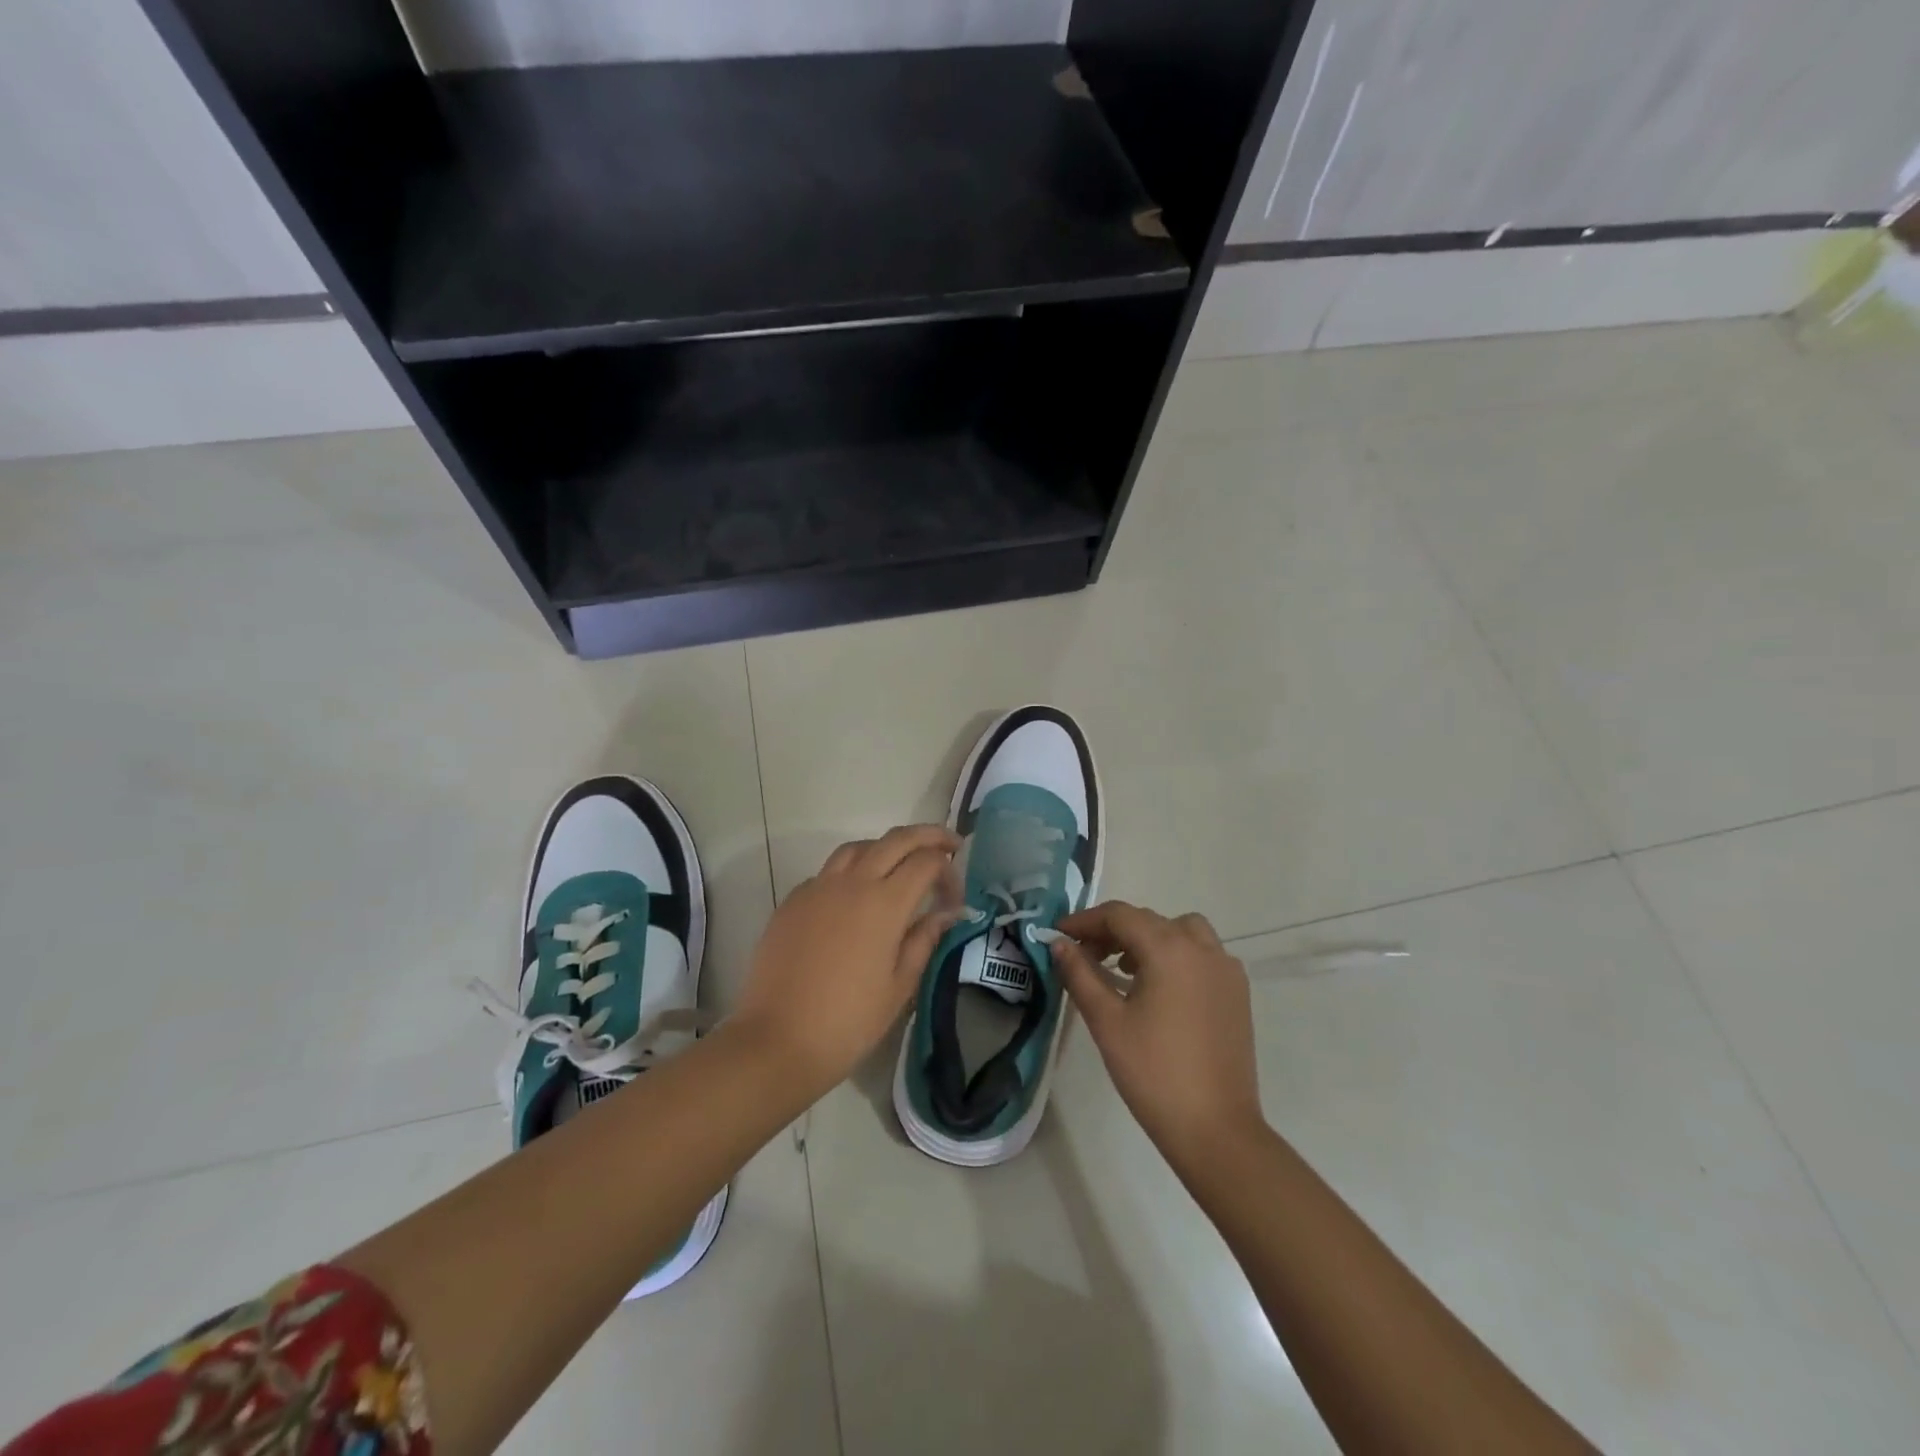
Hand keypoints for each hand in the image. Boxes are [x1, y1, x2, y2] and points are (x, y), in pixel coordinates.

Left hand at [734, 825, 960, 1098]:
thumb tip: (948, 913)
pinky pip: (828, 871)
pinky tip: (855, 898)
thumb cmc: (848, 1022)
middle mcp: (852, 883)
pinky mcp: (792, 901)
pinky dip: (851, 871)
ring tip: (900, 866)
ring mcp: (817, 888)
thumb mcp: (899, 986)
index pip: (926, 862)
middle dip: (928, 836)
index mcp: (884, 903)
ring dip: (886, 847)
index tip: (955, 899)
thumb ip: (925, 940)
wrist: (776, 1041)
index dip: (948, 872)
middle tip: (948, 844)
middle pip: (896, 839)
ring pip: (858, 846)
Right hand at [1053, 902, 1264, 1163]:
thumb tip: (1059, 944)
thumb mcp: (1106, 1021)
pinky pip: (1201, 955)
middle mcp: (1202, 948)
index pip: (1119, 915)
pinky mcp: (1237, 993)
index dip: (1085, 921)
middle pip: (1149, 920)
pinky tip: (1157, 989)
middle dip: (1112, 931)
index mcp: (1170, 949)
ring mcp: (1225, 969)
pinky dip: (1175, 955)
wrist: (1215, 1130)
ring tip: (1122, 970)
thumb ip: (1080, 974)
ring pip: (1180, 932)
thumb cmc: (1153, 1073)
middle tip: (1083, 955)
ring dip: (1148, 939)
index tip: (1058, 935)